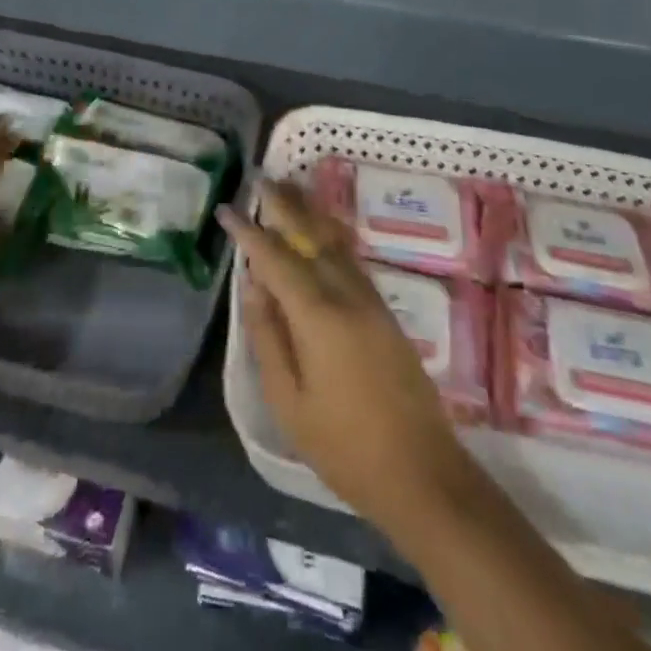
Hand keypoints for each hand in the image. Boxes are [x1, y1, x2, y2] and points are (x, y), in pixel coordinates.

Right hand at [217, 183, 479, 532]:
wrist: (423, 473)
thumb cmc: (344, 445)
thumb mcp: (289, 402)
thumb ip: (267, 337)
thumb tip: (253, 285)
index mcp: (317, 315)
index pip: (275, 257)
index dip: (249, 231)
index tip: (227, 207)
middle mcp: (346, 294)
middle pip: (310, 235)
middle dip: (284, 204)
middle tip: (261, 177)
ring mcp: (371, 300)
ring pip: (334, 241)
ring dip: (309, 212)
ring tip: (288, 189)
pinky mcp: (385, 311)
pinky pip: (349, 258)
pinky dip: (329, 235)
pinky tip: (321, 230)